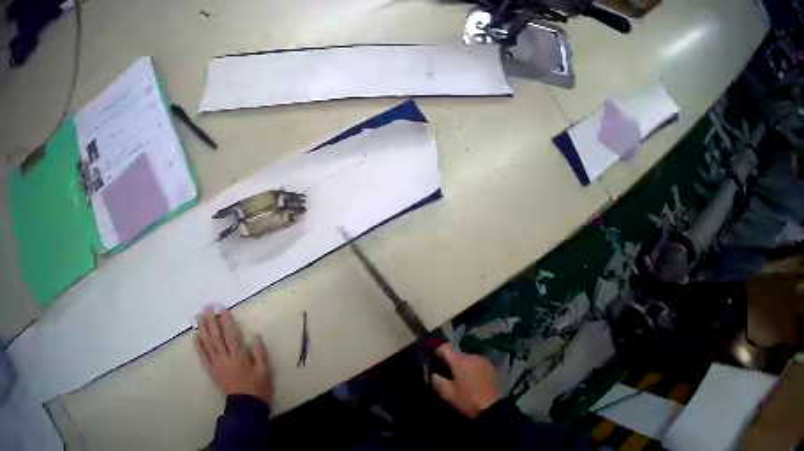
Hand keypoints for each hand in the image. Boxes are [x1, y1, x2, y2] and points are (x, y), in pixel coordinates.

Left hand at [194, 307, 273, 402]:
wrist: (246, 405)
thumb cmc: (258, 388)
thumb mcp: (264, 371)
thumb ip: (260, 353)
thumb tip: (255, 336)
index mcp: (239, 356)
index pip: (230, 334)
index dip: (225, 321)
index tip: (221, 309)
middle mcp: (226, 357)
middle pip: (216, 336)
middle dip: (211, 321)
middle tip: (207, 308)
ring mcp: (217, 364)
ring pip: (207, 343)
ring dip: (202, 329)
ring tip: (198, 317)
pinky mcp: (212, 371)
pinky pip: (203, 356)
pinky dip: (198, 346)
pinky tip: (195, 336)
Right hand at [430, 345, 499, 418]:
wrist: (491, 407)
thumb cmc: (466, 400)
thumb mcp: (446, 393)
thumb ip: (436, 380)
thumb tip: (432, 373)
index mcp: (460, 361)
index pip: (444, 348)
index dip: (436, 354)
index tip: (433, 363)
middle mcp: (471, 356)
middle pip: (455, 353)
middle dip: (448, 362)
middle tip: (444, 374)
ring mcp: (482, 360)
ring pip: (466, 358)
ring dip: (460, 365)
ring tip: (457, 378)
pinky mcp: (489, 366)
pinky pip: (475, 362)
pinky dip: (470, 367)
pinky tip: (469, 379)